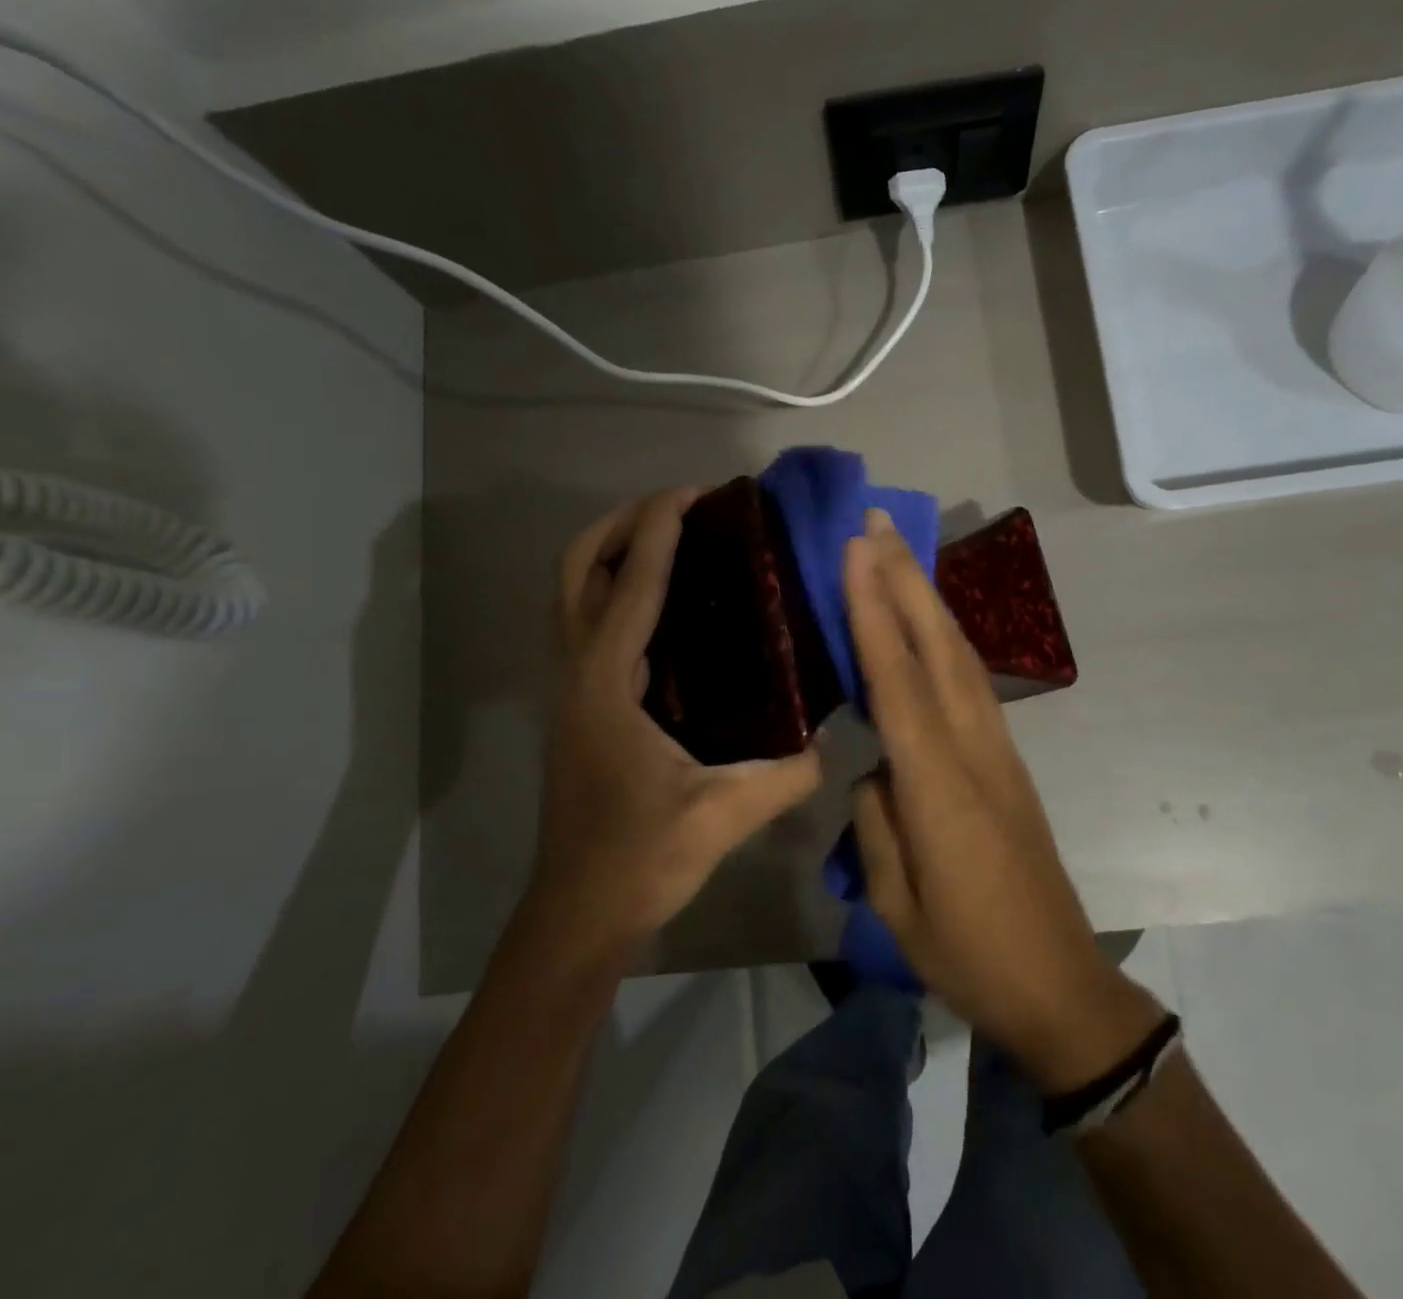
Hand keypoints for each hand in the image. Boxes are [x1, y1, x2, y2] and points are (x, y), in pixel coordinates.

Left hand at [528, 489, 823, 959]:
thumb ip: (786, 775)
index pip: (631, 584)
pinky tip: (667, 604)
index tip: (695, 492)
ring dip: (613, 550)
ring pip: (573, 591)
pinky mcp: (578, 702)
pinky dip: (616, 589)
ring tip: (673, 537)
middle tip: (679, 508)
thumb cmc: (641, 858)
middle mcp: (578, 671)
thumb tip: (831, 740)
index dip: (660, 529)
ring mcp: (570, 686)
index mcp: (605, 683)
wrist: (580, 910)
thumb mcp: (723, 815)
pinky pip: (588, 620)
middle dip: (621, 523)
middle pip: (577, 567)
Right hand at [845, 509, 1163, 1092]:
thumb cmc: (967, 952)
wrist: (1059, 983)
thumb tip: (873, 771)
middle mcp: (974, 748)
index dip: (874, 610)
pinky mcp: (1008, 759)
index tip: (856, 551)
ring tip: (896, 554)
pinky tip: (926, 624)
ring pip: (961, 655)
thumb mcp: (896, 900)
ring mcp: (998, 749)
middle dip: (905, 578)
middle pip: (939, 646)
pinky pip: (971, 681)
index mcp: (939, 784)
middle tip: (875, 522)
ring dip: (928, 598)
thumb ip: (877, 821)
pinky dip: (944, 638)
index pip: (898, 679)